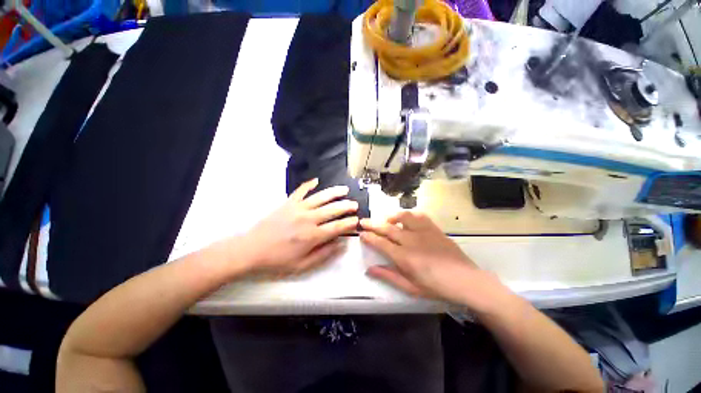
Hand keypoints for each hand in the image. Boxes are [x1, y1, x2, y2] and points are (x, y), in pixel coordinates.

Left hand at [234, 179, 358, 277]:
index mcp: (313, 236)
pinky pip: (301, 191)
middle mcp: (308, 219)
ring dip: (334, 192)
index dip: (349, 223)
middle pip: (332, 209)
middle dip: (346, 206)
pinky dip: (309, 184)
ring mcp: (298, 208)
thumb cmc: (278, 260)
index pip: (337, 227)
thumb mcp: (302, 265)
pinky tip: (316, 180)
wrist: (252, 249)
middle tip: (355, 204)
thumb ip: (324, 254)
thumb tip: (341, 244)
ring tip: (345, 189)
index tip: (357, 220)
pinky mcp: (288, 203)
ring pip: (321, 197)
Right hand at [360, 211, 511, 312]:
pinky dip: (410, 214)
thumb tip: (369, 269)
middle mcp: (411, 240)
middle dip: (372, 224)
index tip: (361, 233)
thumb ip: (388, 276)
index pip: (380, 243)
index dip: (369, 237)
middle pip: (387, 228)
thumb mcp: (410, 287)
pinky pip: (419, 215)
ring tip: (385, 219)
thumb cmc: (436, 287)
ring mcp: (423, 232)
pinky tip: (406, 218)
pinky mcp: (434, 228)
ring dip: (391, 216)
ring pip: (402, 217)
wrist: (466, 281)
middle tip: (363, 221)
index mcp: (404, 257)